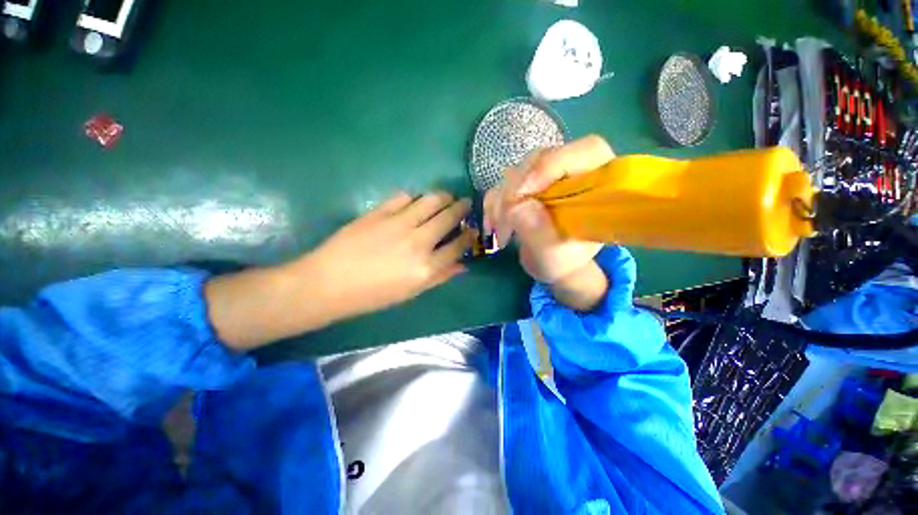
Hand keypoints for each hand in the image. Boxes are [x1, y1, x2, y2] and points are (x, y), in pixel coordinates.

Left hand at [298, 191, 473, 320]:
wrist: (330, 283)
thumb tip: (463, 265)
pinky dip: (415, 197)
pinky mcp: (380, 212)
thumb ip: (440, 277)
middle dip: (461, 209)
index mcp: (426, 267)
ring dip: (443, 197)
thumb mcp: (411, 292)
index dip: (469, 236)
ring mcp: (399, 223)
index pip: (458, 245)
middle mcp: (418, 242)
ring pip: (431, 201)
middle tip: (464, 204)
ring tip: (447, 197)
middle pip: (448, 218)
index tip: (472, 230)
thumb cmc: (373, 295)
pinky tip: (416, 201)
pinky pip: (404, 197)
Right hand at [484, 135, 614, 309]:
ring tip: (501, 233)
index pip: (586, 151)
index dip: (551, 165)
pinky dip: (493, 204)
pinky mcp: (526, 182)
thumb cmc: (563, 261)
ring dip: (500, 203)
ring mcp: (547, 175)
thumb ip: (538, 232)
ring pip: (516, 172)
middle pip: (540, 160)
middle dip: (516, 192)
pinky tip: (493, 225)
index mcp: (599, 182)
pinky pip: (502, 184)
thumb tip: (514, 205)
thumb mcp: (554, 255)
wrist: (552, 263)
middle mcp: (573, 170)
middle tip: (504, 224)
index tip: (520, 194)